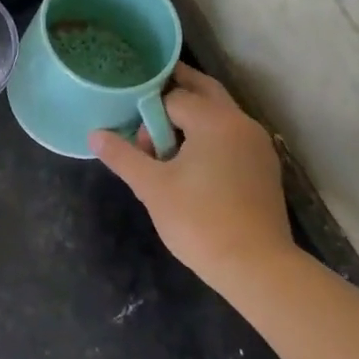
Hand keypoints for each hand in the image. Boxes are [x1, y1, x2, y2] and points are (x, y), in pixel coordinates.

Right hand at [90, 64, 297, 290]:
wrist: (256, 267)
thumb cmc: (200, 221)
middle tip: (146, 104)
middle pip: (204, 91)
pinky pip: (231, 135)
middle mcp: (241, 122)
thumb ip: (122, 156)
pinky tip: (193, 163)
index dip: (148, 116)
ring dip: (193, 117)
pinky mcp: (264, 167)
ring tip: (166, 142)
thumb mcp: (152, 187)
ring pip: (220, 114)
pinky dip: (210, 136)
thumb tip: (94, 135)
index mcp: (214, 120)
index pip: (172, 97)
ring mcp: (257, 144)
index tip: (137, 143)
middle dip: (175, 93)